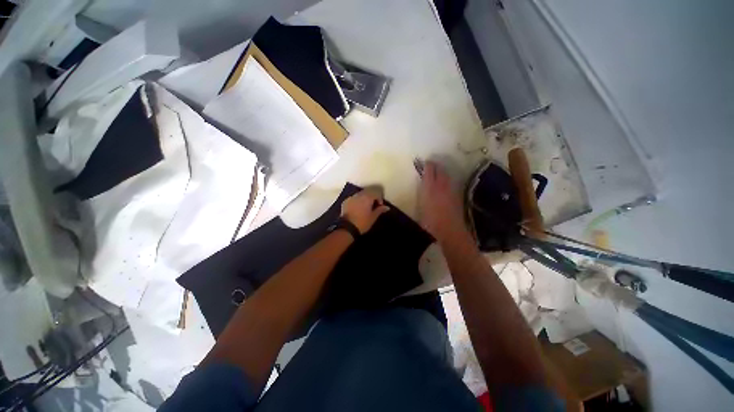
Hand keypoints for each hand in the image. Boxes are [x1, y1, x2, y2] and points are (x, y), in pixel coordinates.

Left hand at [341, 189, 390, 233]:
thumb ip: (380, 210)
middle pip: (368, 191)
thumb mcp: (373, 217)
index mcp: (367, 197)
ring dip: (365, 198)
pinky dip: (358, 200)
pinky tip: (358, 208)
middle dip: (372, 196)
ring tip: (366, 206)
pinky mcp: (346, 201)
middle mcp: (359, 195)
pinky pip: (354, 198)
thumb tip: (387, 207)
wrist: (347, 228)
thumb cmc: (362, 223)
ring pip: (361, 194)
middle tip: (374, 205)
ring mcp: (351, 197)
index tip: (380, 205)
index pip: (376, 192)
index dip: (380, 198)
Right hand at [419, 161, 464, 240]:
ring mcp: (451, 190)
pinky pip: (452, 183)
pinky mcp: (457, 196)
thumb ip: (422, 196)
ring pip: (447, 175)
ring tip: (439, 171)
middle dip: (436, 165)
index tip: (424, 162)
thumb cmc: (430, 222)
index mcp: (429, 188)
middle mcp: (441, 186)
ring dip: (442, 171)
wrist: (450, 231)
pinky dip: (448, 180)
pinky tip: (446, 184)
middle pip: (440, 170)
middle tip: (431, 164)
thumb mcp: (420, 208)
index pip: (429, 170)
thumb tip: (422, 188)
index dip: (427, 165)